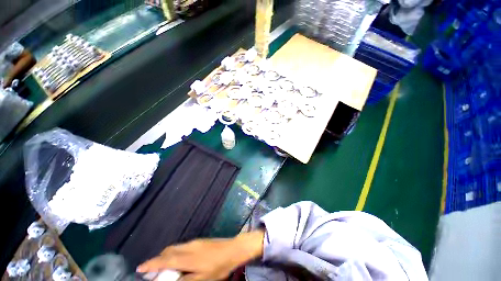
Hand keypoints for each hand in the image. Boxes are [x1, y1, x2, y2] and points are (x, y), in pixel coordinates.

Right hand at [137, 230, 264, 280]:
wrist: (233, 249)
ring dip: (166, 256)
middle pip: (169, 251)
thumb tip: (170, 279)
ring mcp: (195, 242)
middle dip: (158, 259)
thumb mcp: (202, 279)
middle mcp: (189, 246)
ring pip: (175, 247)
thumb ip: (184, 280)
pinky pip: (182, 246)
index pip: (165, 260)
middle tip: (151, 271)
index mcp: (188, 257)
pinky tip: (178, 260)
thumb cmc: (218, 267)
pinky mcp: (199, 241)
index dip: (151, 264)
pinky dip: (175, 253)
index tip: (140, 268)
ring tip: (163, 267)